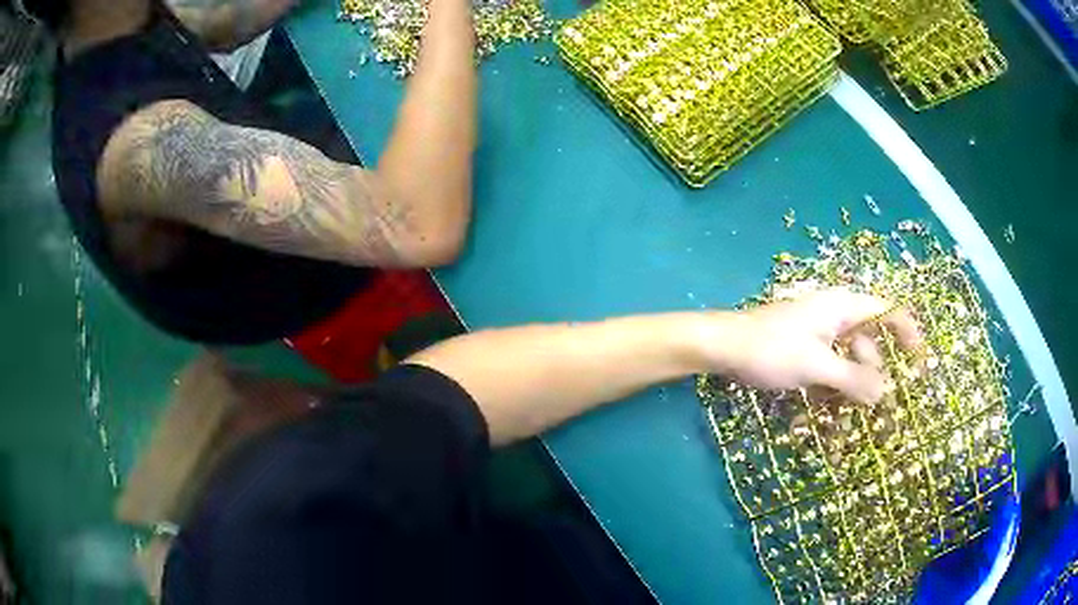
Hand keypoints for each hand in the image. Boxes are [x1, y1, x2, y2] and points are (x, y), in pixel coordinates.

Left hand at [706, 289, 921, 402]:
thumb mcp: (816, 365)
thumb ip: (852, 379)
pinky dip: (832, 390)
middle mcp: (836, 317)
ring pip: (848, 361)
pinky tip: (828, 416)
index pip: (888, 312)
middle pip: (869, 342)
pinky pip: (829, 371)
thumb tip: (885, 394)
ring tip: (850, 417)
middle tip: (880, 404)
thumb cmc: (771, 349)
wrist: (722, 347)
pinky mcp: (805, 352)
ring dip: (851, 388)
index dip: (908, 334)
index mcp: (843, 307)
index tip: (920, 363)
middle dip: (874, 372)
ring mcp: (819, 335)